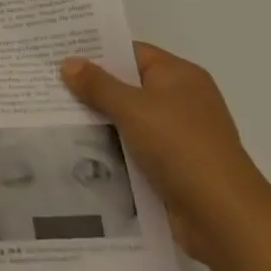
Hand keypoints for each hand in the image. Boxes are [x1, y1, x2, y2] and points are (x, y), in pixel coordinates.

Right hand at [60, 43, 270, 267]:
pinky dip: (109, 149)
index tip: (57, 53)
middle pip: (126, 86)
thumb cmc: (182, 148)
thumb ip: (98, 85)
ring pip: (126, 120)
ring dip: (97, 122)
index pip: (130, 52)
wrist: (225, 219)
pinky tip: (75, 150)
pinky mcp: (172, 167)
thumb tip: (68, 63)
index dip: (95, 51)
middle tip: (46, 84)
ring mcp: (177, 136)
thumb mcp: (133, 109)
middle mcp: (180, 100)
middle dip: (90, 88)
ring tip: (49, 116)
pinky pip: (132, 149)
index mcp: (179, 76)